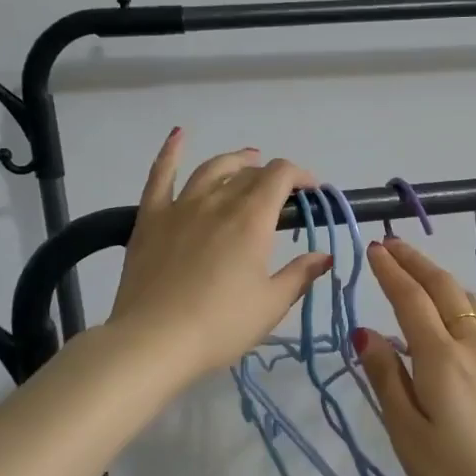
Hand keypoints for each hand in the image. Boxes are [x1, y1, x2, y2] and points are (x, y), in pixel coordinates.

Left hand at [109, 131, 331, 381]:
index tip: (311, 192)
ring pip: (212, 169)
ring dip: (234, 161)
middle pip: (249, 174)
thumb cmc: (221, 326)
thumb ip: (300, 275)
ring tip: (247, 160)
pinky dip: (171, 152)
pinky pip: (160, 175)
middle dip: (271, 177)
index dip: (300, 176)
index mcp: (251, 220)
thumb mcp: (271, 305)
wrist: (154, 341)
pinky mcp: (151, 218)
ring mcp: (181, 207)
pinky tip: (179, 135)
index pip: (280, 176)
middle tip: (281, 196)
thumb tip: (324, 256)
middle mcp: (218, 202)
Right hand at [354, 237, 475, 475]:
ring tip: (421, 272)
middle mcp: (475, 347)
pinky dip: (461, 304)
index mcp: (442, 359)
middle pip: (445, 289)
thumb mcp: (409, 435)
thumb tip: (366, 333)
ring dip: (442, 279)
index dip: (391, 271)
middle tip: (392, 244)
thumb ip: (388, 378)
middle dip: (417, 262)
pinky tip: (456, 316)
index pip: (410, 300)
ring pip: (471, 302)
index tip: (373, 248)